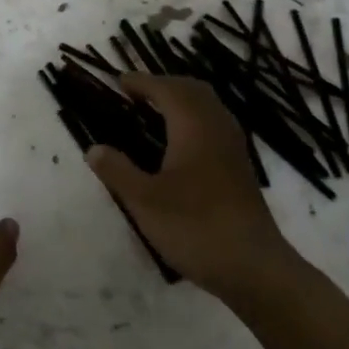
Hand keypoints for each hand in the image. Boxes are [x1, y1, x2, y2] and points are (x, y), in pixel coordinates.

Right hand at [83, 74, 297, 302]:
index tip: (118, 81)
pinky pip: (215, 124)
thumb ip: (117, 171)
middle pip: (192, 90)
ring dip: (181, 100)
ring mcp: (233, 148)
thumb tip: (93, 148)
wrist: (254, 267)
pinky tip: (180, 142)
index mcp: (194, 126)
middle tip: (136, 94)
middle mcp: (217, 127)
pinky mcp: (240, 167)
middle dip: (163, 84)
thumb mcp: (144, 201)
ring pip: (208, 106)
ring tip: (154, 111)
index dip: (141, 82)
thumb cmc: (195, 227)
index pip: (166, 89)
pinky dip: (194, 118)